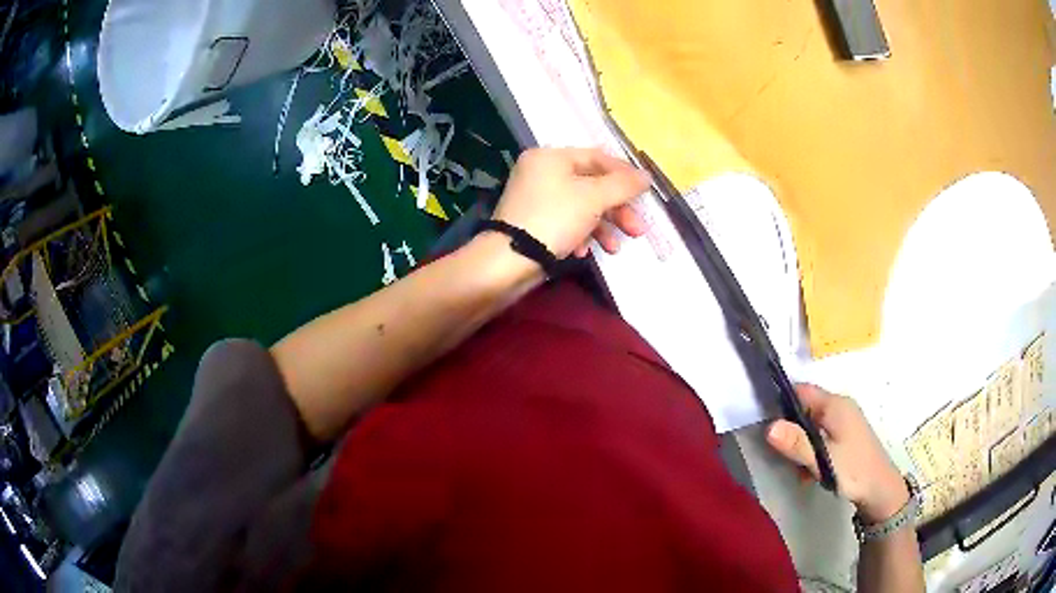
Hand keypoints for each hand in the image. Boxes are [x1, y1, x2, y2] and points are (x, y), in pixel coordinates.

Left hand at [493, 148, 650, 258]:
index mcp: (551, 157)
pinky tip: (584, 252)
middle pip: (591, 185)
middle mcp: (541, 173)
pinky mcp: (534, 223)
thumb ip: (623, 185)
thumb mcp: (594, 198)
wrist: (509, 261)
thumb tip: (646, 176)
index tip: (646, 192)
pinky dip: (581, 235)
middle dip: (617, 209)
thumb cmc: (554, 218)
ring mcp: (537, 199)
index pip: (597, 157)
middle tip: (638, 229)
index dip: (624, 173)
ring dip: (603, 226)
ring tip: (615, 248)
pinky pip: (566, 222)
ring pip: (581, 206)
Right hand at [766, 385, 909, 522]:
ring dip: (801, 445)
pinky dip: (812, 451)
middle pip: (805, 408)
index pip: (801, 390)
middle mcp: (840, 406)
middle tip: (780, 453)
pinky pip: (821, 436)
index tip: (764, 421)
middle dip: (790, 429)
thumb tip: (769, 426)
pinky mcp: (846, 436)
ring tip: (798, 468)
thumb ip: (797, 443)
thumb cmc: (853, 471)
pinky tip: (810, 472)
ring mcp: (844, 421)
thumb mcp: (823, 459)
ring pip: (812, 425)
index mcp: (835, 405)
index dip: (781, 401)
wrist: (881, 490)